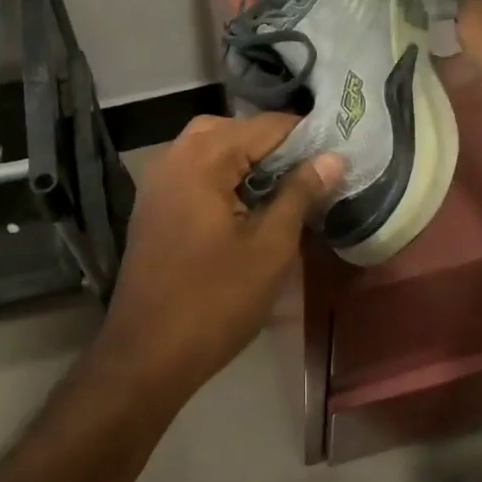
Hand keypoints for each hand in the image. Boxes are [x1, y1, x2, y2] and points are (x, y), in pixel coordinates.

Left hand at [93, 113, 343, 403]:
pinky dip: (222, 175)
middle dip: (273, 145)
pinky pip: (192, 170)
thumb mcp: (271, 247)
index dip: (304, 137)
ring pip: (209, 148)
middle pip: (233, 129)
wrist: (146, 355)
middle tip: (308, 174)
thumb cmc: (216, 300)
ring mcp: (157, 181)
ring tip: (282, 189)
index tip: (335, 157)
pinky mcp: (152, 206)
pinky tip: (245, 206)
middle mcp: (174, 157)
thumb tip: (332, 157)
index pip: (264, 126)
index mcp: (202, 158)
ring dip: (246, 160)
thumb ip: (300, 193)